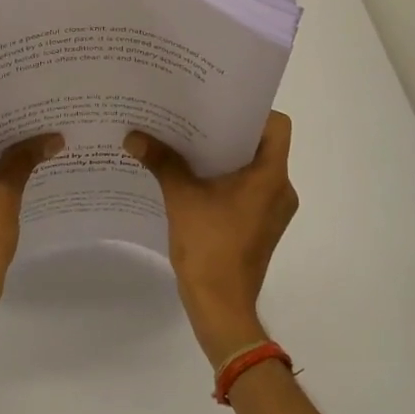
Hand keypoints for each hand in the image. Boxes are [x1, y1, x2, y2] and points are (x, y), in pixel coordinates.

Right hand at [125, 111, 297, 366]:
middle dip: (228, 132)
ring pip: (254, 169)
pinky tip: (194, 180)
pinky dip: (226, 180)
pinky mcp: (262, 226)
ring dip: (225, 157)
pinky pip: (248, 190)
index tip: (219, 106)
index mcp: (271, 176)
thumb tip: (133, 136)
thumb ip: (162, 162)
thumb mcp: (181, 198)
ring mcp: (273, 211)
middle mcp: (281, 189)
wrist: (221, 306)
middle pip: (262, 145)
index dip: (251, 111)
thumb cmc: (209, 247)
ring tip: (189, 145)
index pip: (276, 125)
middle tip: (194, 119)